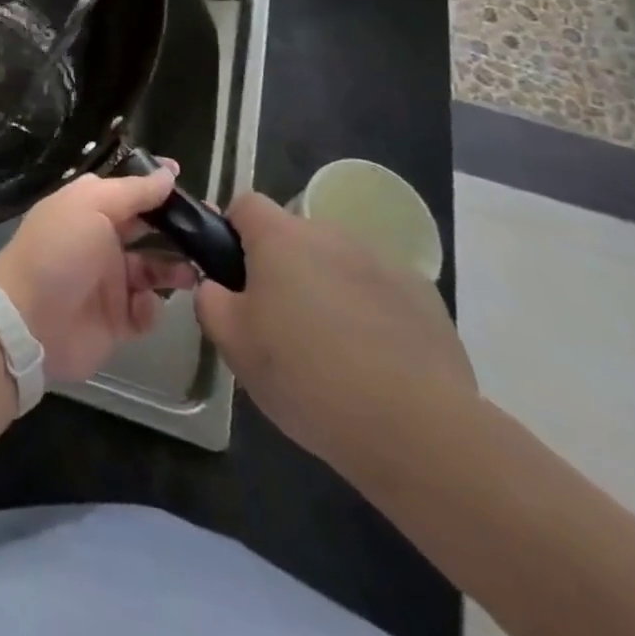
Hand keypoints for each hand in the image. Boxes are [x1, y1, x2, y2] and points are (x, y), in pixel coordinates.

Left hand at [0, 165, 198, 382]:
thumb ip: (133, 192)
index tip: (184, 179)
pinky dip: (150, 308)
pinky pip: (146, 310)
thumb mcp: (92, 206)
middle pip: (147, 230)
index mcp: (89, 207)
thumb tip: (167, 173)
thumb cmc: (59, 250)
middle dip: (177, 230)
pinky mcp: (116, 320)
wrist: (28, 320)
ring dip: (174, 269)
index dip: (156, 185)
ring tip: (191, 273)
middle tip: (210, 231)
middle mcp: (101, 240)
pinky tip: (142, 305)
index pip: (129, 191)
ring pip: (153, 270)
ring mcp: (108, 281)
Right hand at [196, 192, 475, 480]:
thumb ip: (210, 300)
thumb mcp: (232, 343)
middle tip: (279, 324)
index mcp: (280, 237)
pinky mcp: (424, 296)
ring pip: (338, 264)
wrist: (416, 430)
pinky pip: (380, 292)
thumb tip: (216, 286)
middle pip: (294, 236)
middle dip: (283, 268)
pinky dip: (371, 314)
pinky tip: (375, 363)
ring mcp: (382, 262)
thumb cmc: (306, 376)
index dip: (233, 233)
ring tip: (332, 351)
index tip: (235, 276)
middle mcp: (331, 234)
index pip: (245, 205)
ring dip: (328, 289)